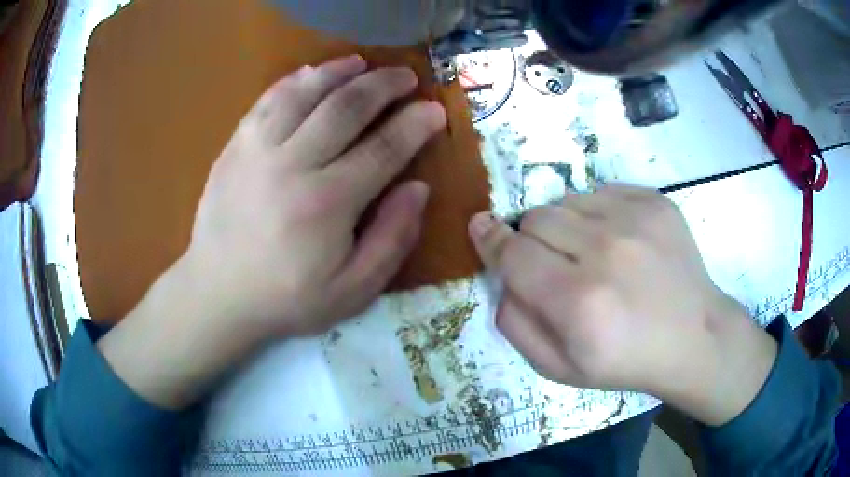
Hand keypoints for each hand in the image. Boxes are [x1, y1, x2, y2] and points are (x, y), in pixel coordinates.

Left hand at [98, 56, 445, 408]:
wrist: (217, 295)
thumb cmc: (287, 299)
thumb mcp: (353, 290)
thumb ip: (392, 239)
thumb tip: (418, 189)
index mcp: (328, 203)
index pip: (384, 148)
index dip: (415, 124)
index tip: (434, 109)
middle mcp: (293, 165)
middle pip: (346, 107)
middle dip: (383, 85)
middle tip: (406, 76)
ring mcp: (258, 151)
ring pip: (304, 93)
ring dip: (338, 71)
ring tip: (362, 63)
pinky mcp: (235, 148)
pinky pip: (267, 101)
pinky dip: (293, 81)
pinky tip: (311, 73)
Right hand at [469, 185, 777, 425]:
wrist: (694, 337)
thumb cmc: (626, 361)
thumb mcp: (559, 368)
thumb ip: (516, 325)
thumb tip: (501, 278)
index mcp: (578, 302)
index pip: (512, 253)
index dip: (490, 239)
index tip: (479, 226)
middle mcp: (605, 252)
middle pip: (536, 219)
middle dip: (531, 239)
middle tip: (553, 264)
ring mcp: (635, 219)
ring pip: (567, 200)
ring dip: (565, 226)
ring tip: (591, 254)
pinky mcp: (655, 201)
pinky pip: (601, 192)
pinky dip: (597, 214)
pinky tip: (618, 242)